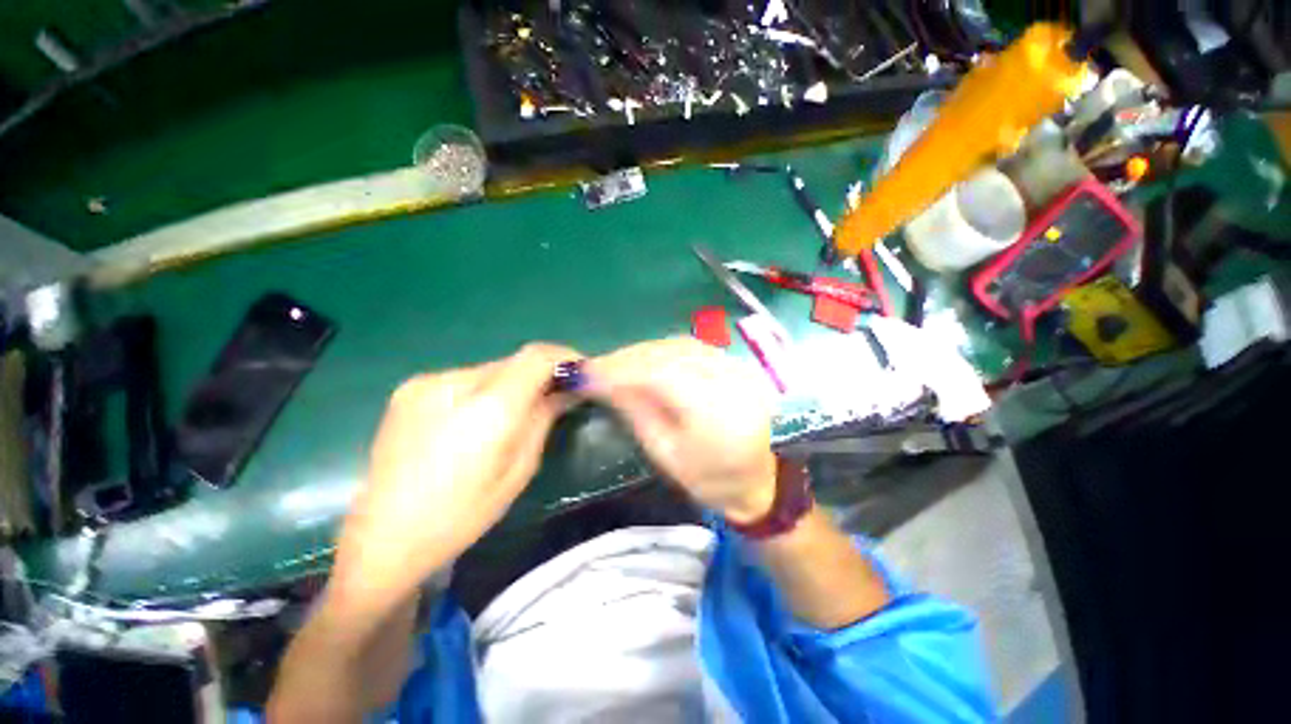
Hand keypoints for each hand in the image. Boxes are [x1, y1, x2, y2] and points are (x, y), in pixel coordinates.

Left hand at [330, 343, 580, 609]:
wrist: (385, 536)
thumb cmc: (463, 513)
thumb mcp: (519, 468)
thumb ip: (545, 418)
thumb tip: (568, 389)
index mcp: (489, 408)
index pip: (536, 357)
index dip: (564, 357)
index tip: (580, 371)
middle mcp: (455, 382)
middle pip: (514, 361)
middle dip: (540, 374)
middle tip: (555, 395)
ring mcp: (426, 382)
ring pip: (490, 369)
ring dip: (512, 383)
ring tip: (515, 412)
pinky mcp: (410, 389)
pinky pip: (465, 378)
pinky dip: (485, 389)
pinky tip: (478, 419)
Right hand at [588, 338, 777, 522]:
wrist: (756, 479)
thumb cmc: (708, 478)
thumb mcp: (665, 452)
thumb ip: (635, 411)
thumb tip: (601, 381)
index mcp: (716, 412)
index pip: (660, 375)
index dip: (621, 369)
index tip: (588, 372)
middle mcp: (731, 381)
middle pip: (670, 354)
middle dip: (629, 357)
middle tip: (597, 366)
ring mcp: (739, 368)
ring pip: (681, 344)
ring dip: (644, 350)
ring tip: (617, 362)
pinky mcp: (737, 364)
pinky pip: (694, 346)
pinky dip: (665, 349)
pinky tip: (646, 357)